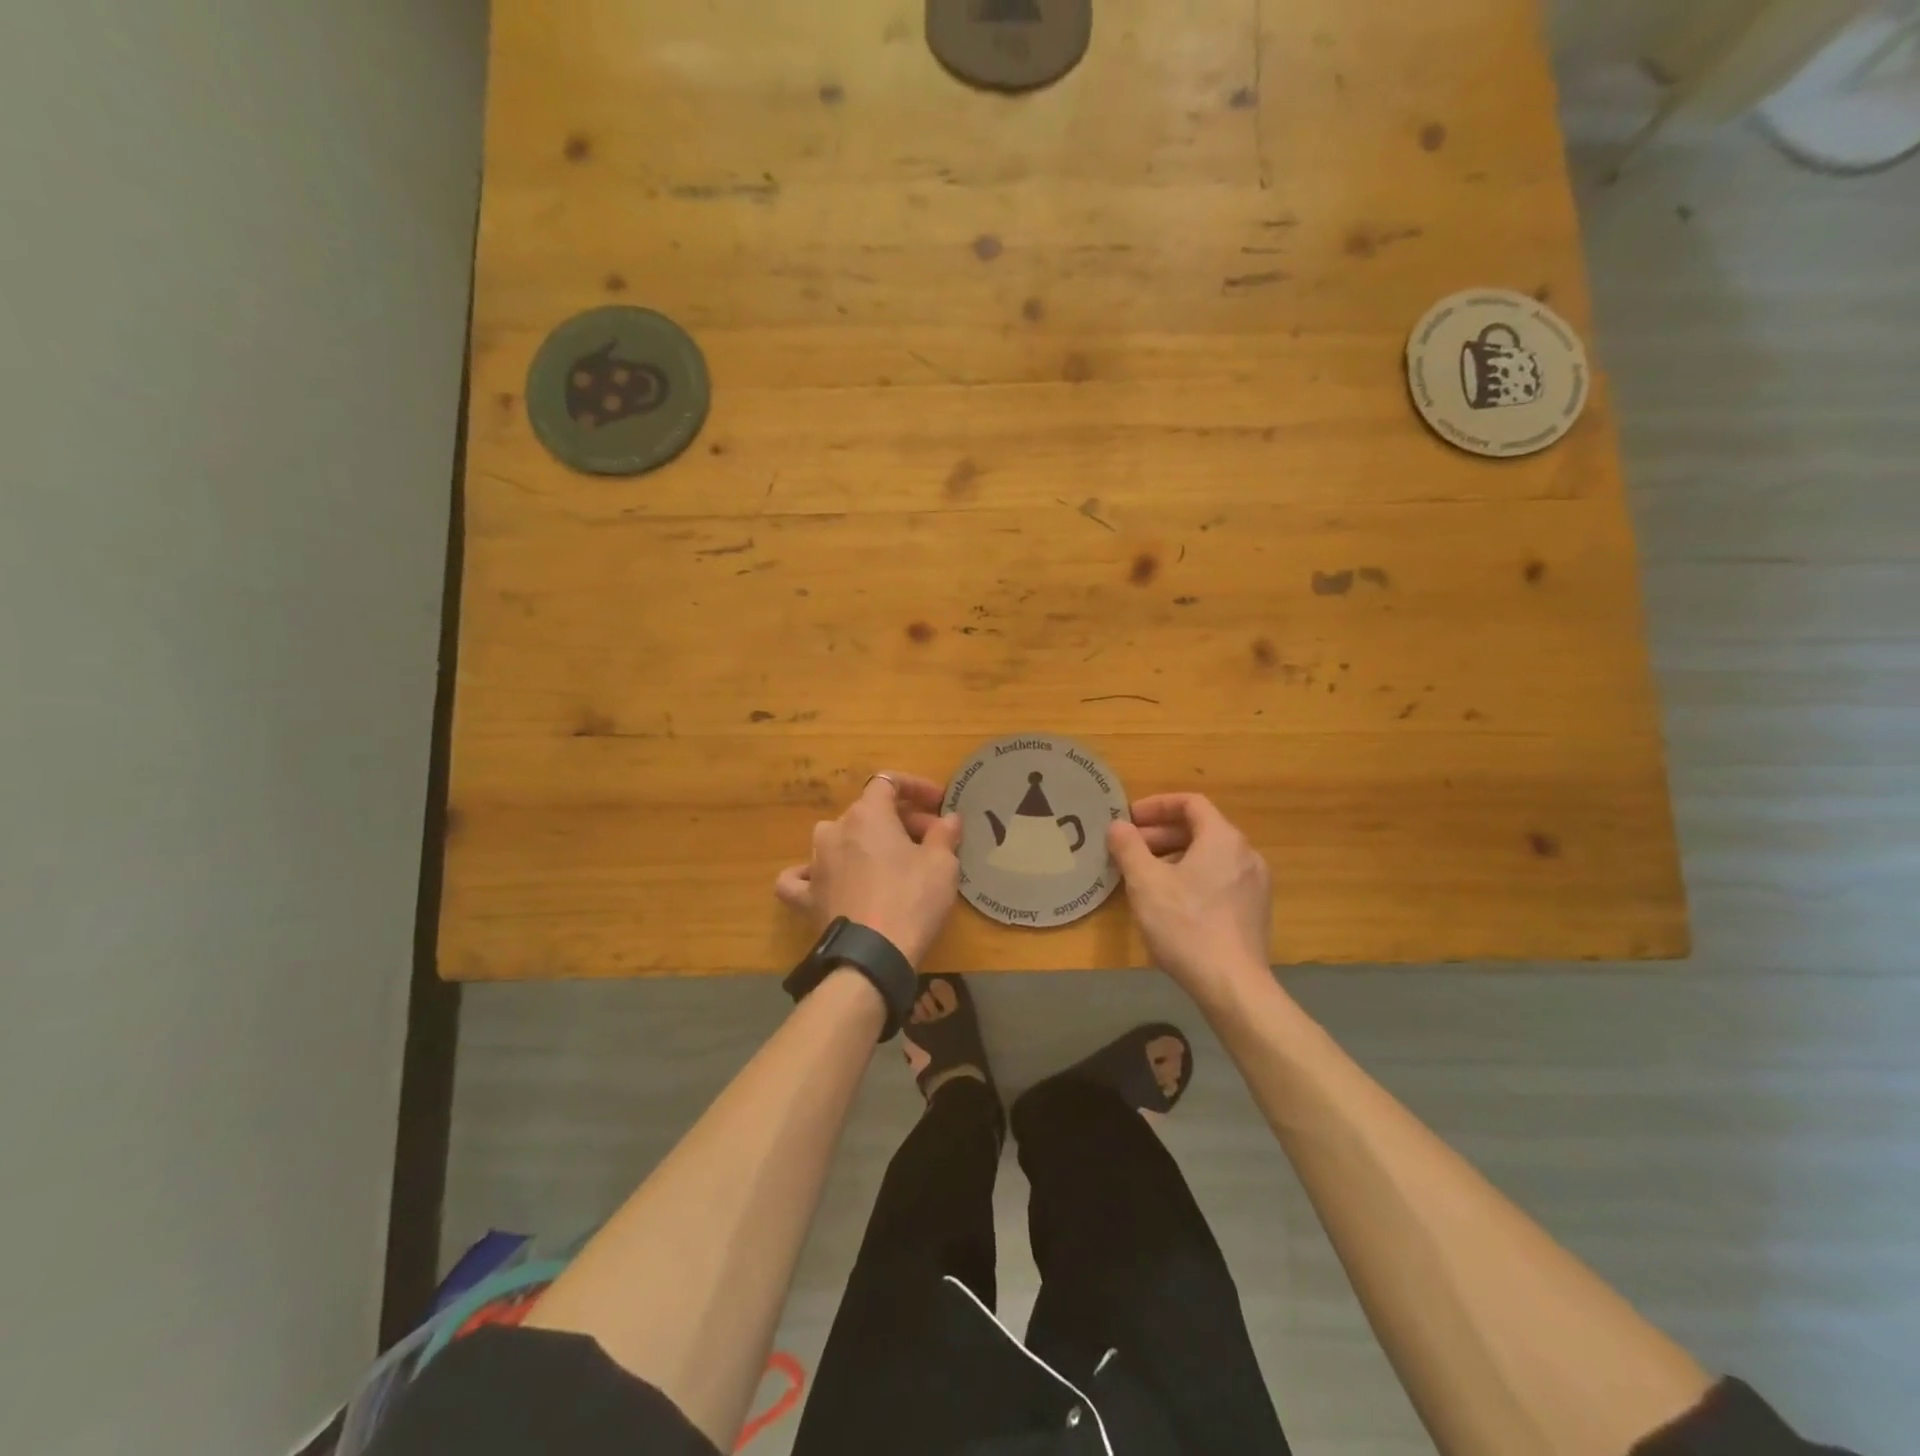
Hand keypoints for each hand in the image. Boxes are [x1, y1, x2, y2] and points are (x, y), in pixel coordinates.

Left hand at [775, 773, 961, 966]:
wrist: (872, 955)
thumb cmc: (912, 899)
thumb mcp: (942, 864)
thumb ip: (945, 834)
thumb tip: (949, 819)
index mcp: (868, 814)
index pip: (888, 782)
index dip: (915, 787)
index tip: (939, 804)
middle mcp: (835, 830)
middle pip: (869, 812)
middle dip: (901, 821)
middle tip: (931, 842)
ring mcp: (815, 862)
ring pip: (838, 838)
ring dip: (864, 843)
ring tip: (889, 862)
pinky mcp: (806, 896)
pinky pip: (801, 877)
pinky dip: (813, 874)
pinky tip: (824, 880)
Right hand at [1108, 794, 1271, 1004]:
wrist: (1232, 986)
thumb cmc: (1186, 925)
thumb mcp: (1145, 883)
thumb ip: (1129, 847)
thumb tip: (1118, 826)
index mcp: (1223, 839)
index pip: (1191, 803)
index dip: (1157, 806)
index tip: (1129, 820)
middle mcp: (1246, 854)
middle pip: (1201, 829)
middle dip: (1161, 834)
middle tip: (1130, 849)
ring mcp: (1255, 884)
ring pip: (1209, 856)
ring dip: (1174, 856)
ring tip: (1145, 876)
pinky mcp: (1255, 911)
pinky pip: (1219, 878)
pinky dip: (1192, 877)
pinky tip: (1170, 902)